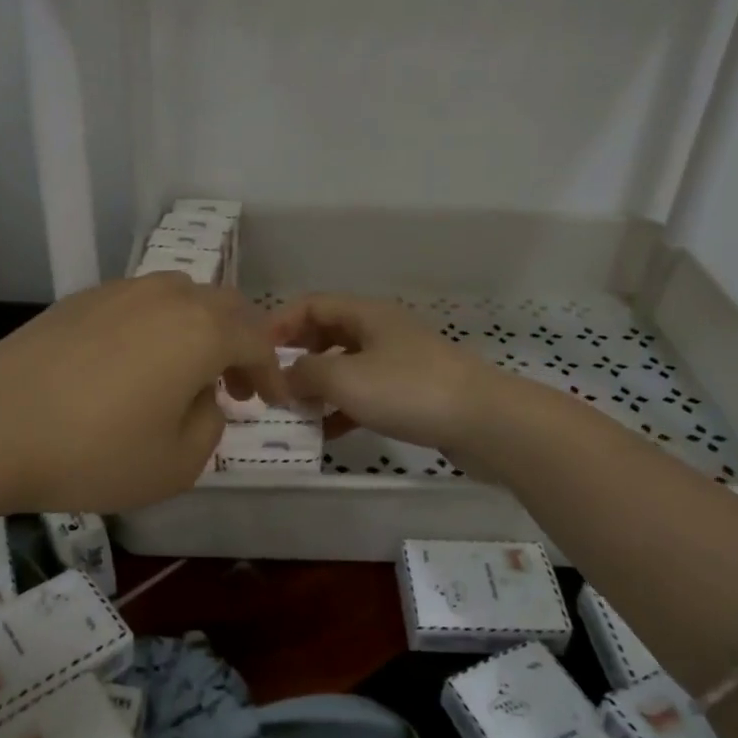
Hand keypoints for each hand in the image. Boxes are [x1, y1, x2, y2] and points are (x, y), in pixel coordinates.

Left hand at [0, 274, 288, 512]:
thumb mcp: (177, 463)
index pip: (257, 341)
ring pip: (182, 296)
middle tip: (236, 385)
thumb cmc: (94, 452)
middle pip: (225, 306)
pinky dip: (159, 326)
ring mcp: (121, 291)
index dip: (272, 372)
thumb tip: (203, 397)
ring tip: (186, 371)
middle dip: (242, 343)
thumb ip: (210, 424)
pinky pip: (141, 302)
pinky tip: (135, 363)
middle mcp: (167, 297)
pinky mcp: (82, 299)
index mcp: (201, 330)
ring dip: (201, 329)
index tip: (274, 401)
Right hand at [269, 294, 507, 455]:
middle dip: (296, 356)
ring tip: (293, 411)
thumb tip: (284, 376)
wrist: (483, 421)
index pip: (311, 305)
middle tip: (271, 382)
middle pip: (327, 334)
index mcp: (365, 314)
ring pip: (345, 367)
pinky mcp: (412, 392)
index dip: (279, 323)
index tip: (254, 351)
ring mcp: (399, 362)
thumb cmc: (408, 390)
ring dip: (318, 386)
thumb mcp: (344, 378)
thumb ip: (304, 374)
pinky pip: (366, 394)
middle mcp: (380, 331)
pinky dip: (343, 408)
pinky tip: (327, 433)